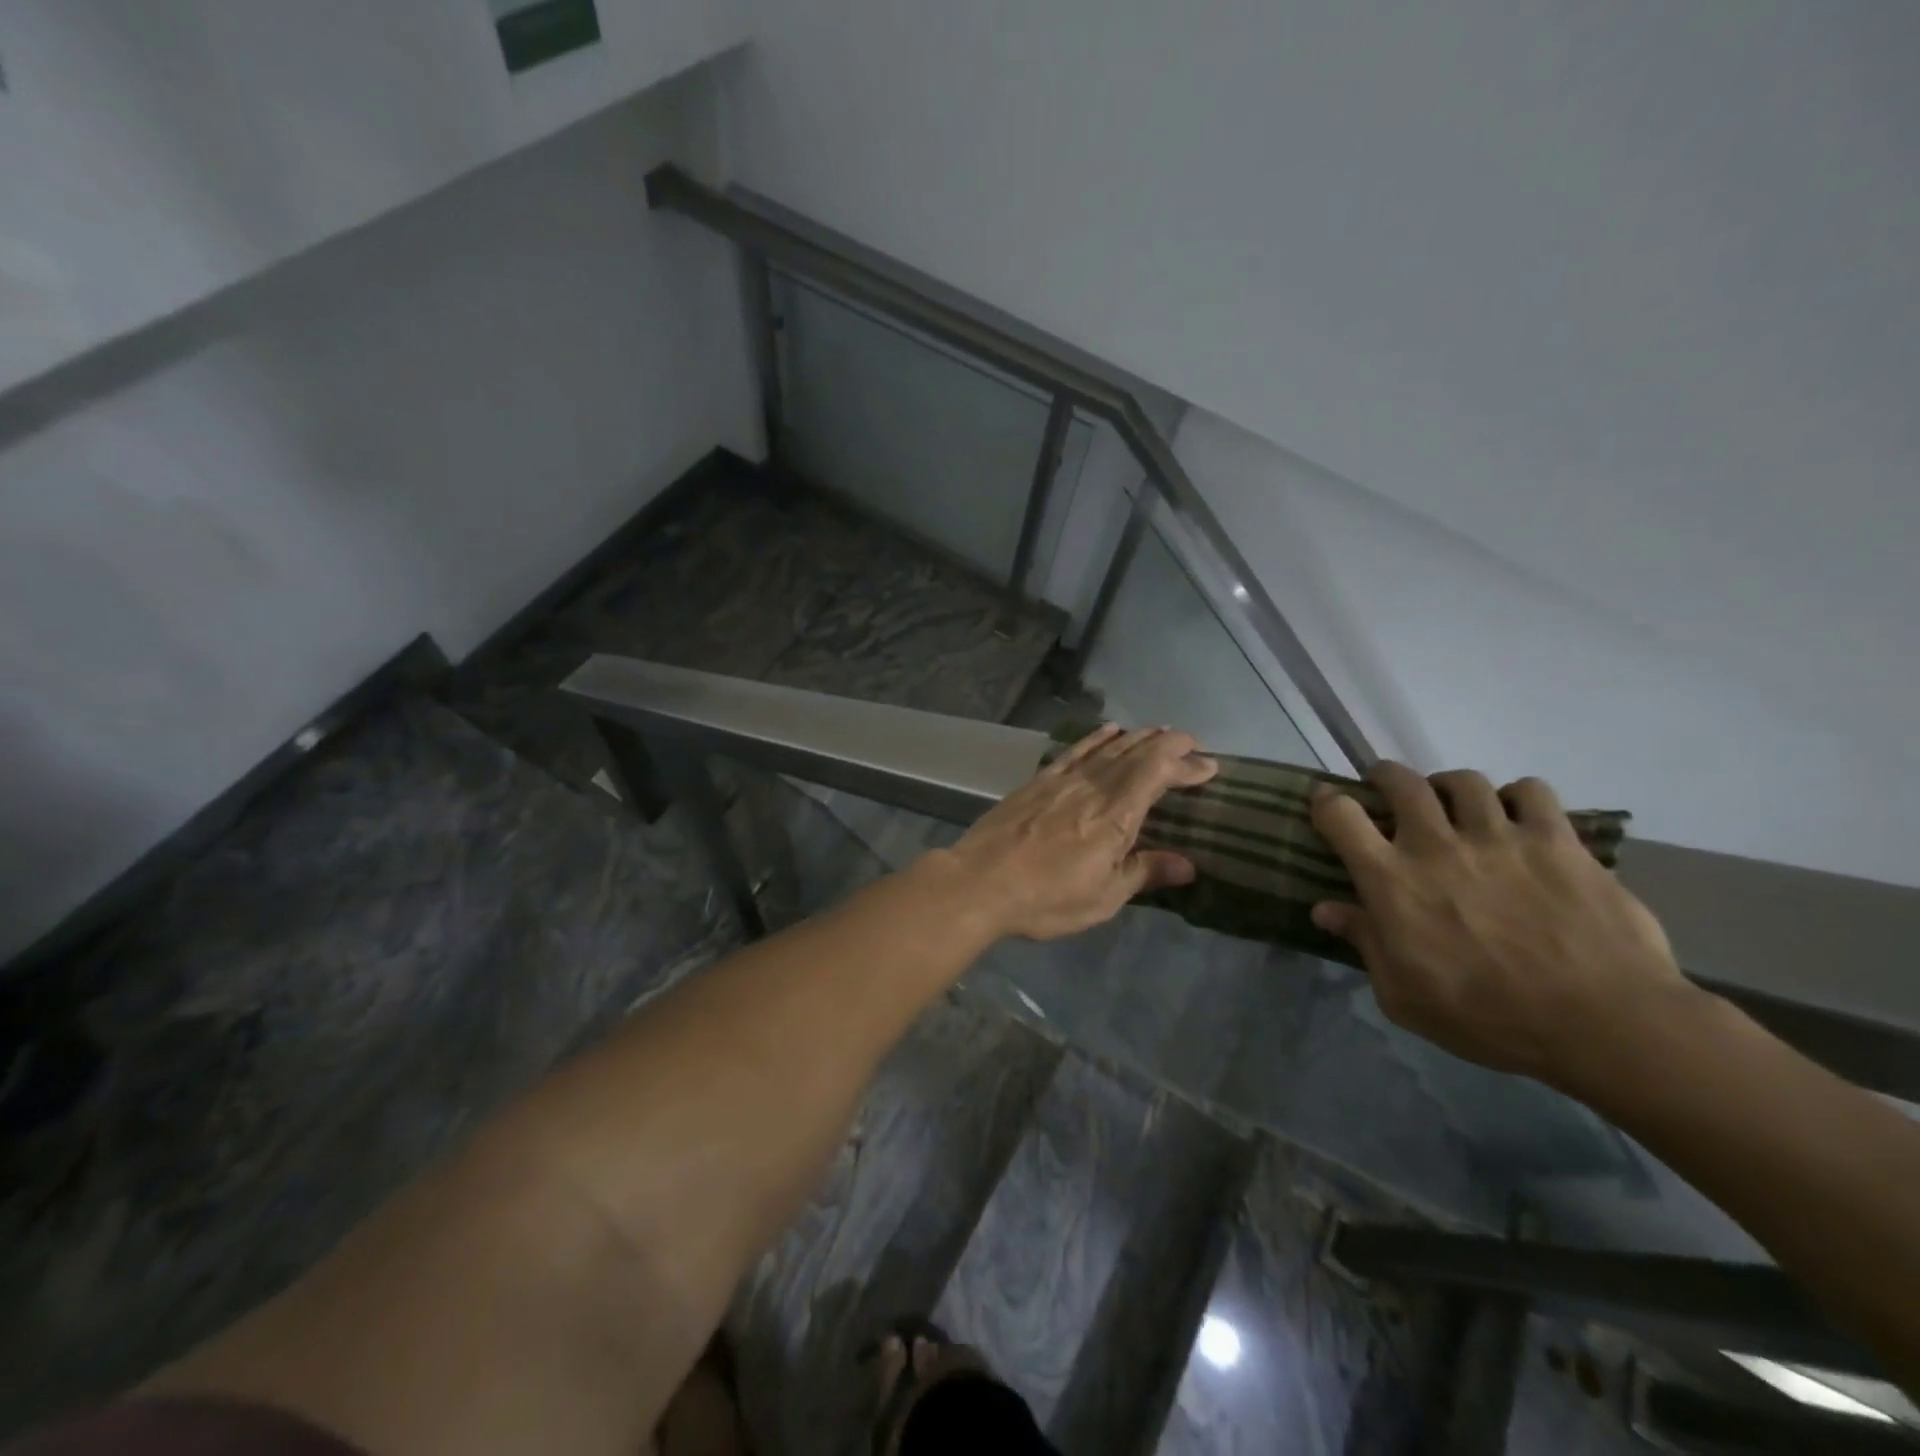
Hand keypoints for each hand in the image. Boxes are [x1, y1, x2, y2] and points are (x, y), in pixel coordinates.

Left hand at [941, 724, 1218, 940]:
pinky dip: (1095, 738)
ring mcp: (1062, 781)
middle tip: (1190, 743)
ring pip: (1107, 748)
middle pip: (1136, 754)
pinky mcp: (1038, 782)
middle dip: (1168, 744)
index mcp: (1115, 817)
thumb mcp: (1102, 898)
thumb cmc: (1045, 899)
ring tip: (1157, 731)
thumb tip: (1187, 864)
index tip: (1209, 764)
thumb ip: (1143, 873)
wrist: (978, 883)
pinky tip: (1108, 731)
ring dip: (1137, 737)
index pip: (1158, 774)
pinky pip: (1074, 751)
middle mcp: (1093, 788)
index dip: (1185, 763)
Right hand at [1309, 762, 1692, 1091]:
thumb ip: (1364, 944)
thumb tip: (1325, 910)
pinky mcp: (1556, 840)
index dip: (1326, 802)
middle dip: (1386, 778)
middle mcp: (1437, 845)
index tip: (1326, 801)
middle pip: (1401, 782)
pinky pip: (1531, 791)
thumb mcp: (1404, 995)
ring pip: (1464, 781)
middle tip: (1388, 789)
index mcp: (1392, 881)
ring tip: (1456, 804)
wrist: (1603, 1022)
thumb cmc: (1489, 1017)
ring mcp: (1499, 837)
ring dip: (1450, 787)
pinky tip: (1519, 818)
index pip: (1341, 817)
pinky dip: (1518, 797)